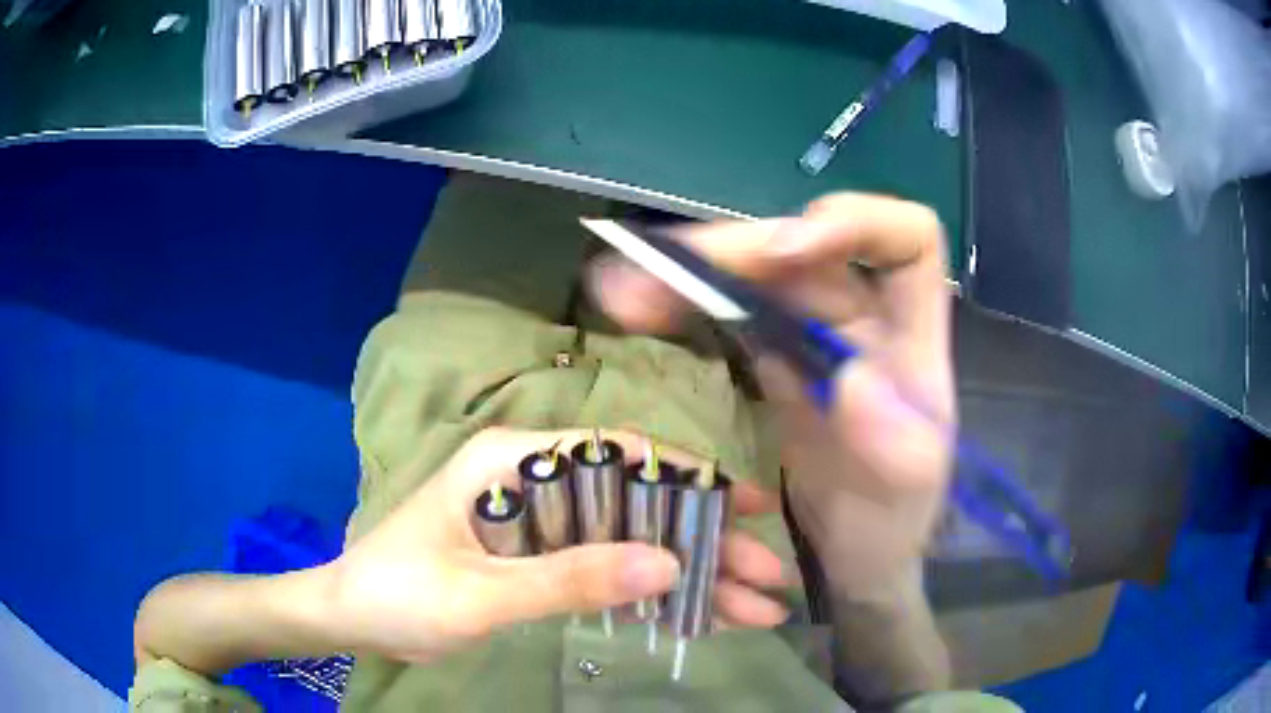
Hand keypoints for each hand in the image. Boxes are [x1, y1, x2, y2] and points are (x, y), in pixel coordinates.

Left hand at [326, 427, 789, 663]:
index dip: (691, 477)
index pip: (620, 454)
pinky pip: (607, 570)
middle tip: (767, 578)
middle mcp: (534, 481)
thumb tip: (666, 564)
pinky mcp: (539, 558)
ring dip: (690, 576)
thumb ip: (567, 578)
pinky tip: (698, 615)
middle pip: (638, 504)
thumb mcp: (479, 594)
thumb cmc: (399, 594)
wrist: (352, 618)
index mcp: (513, 462)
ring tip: (753, 609)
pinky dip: (651, 594)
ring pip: (631, 540)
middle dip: (706, 542)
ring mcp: (540, 522)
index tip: (750, 506)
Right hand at [588, 194, 954, 591]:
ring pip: (758, 275)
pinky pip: (732, 312)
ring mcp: (817, 333)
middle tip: (660, 266)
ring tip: (626, 288)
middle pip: (807, 249)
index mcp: (913, 335)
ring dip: (692, 271)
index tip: (789, 253)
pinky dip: (686, 304)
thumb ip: (895, 445)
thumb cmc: (895, 520)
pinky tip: (640, 308)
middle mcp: (867, 317)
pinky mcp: (777, 356)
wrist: (858, 551)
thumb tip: (851, 380)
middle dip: (736, 251)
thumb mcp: (908, 493)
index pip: (907, 238)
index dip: (854, 221)